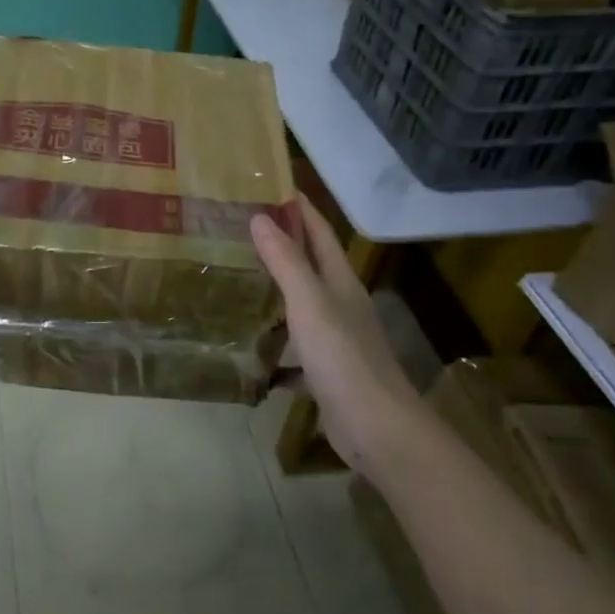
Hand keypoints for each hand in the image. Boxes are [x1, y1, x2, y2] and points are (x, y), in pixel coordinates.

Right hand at [251, 202, 416, 465]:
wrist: (377, 430)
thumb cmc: (343, 357)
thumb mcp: (310, 303)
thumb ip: (286, 261)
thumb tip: (261, 217)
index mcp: (340, 281)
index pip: (319, 232)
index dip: (298, 207)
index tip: (269, 184)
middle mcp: (340, 303)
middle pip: (310, 263)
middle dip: (282, 242)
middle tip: (239, 226)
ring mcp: (335, 338)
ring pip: (301, 302)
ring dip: (275, 287)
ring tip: (237, 275)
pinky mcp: (325, 370)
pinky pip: (294, 344)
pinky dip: (274, 339)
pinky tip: (249, 342)